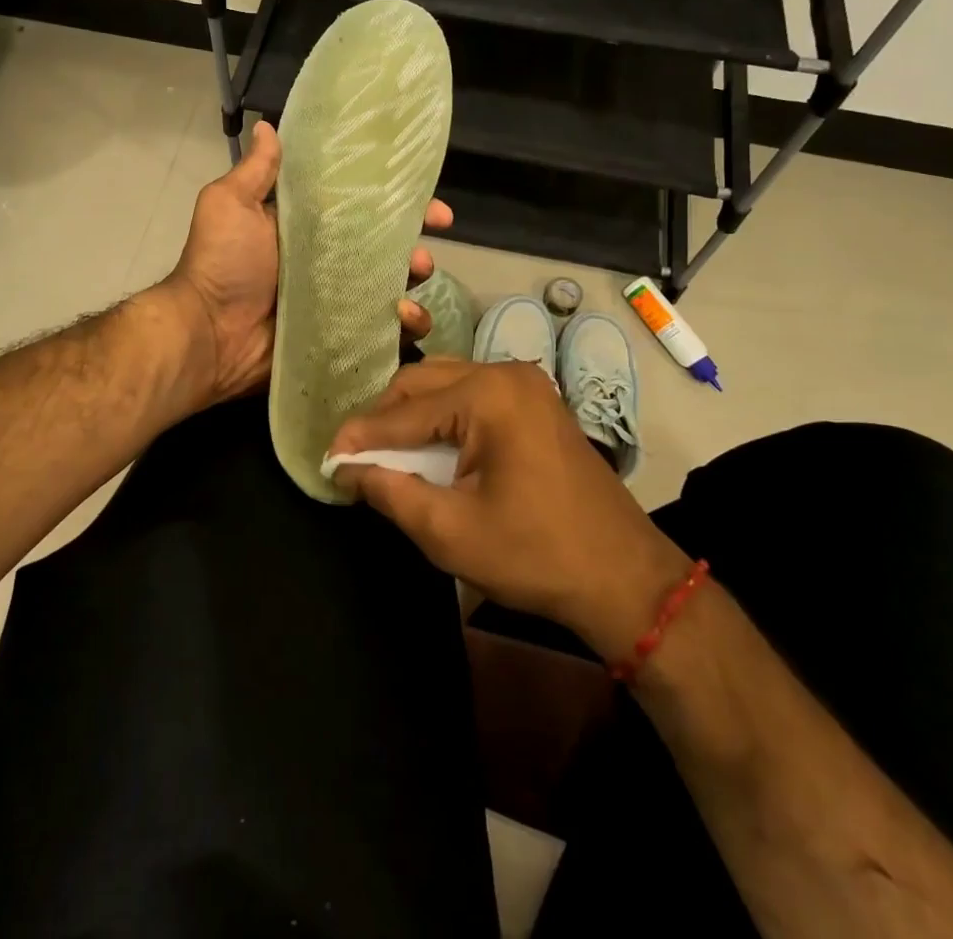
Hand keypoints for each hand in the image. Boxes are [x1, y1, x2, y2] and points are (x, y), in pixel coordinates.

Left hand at [158, 122, 453, 406]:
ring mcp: (336, 303)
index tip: (431, 204)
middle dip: (415, 250)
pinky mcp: (340, 338)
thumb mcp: (230, 206)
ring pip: (391, 290)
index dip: (398, 205)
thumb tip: (268, 125)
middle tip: (422, 256)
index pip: (363, 211)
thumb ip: (257, 172)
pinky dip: (404, 327)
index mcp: (307, 230)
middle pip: (386, 252)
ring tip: (409, 288)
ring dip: (413, 286)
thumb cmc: (223, 264)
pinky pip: (384, 333)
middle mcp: (326, 264)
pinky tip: (403, 320)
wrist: (208, 334)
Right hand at [328, 360, 692, 662]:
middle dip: (384, 418)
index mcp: (488, 395)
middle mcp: (506, 374)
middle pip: (423, 382)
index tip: (328, 456)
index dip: (361, 435)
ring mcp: (525, 384)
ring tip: (383, 451)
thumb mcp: (450, 531)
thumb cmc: (535, 555)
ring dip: (411, 414)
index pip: (405, 410)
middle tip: (354, 454)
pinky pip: (472, 395)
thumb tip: (348, 470)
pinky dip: (442, 416)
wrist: (624, 578)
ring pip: (446, 384)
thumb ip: (391, 492)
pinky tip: (426, 445)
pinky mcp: (535, 402)